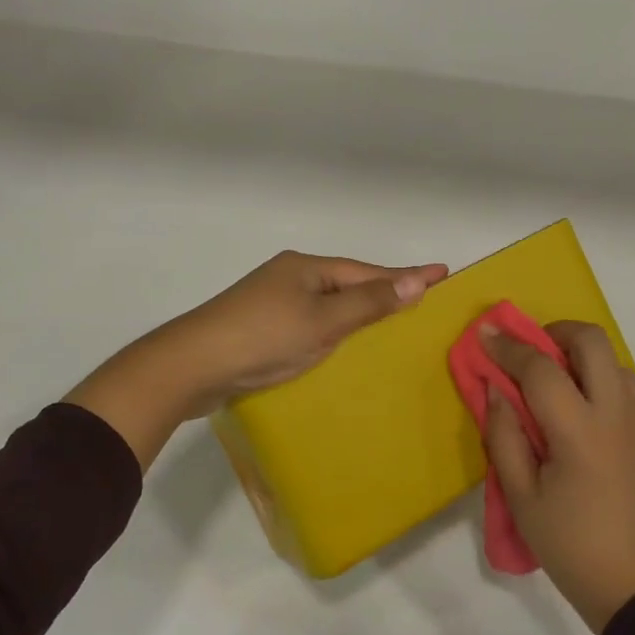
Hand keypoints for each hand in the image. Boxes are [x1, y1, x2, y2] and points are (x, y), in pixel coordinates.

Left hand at [68, 252, 447, 469]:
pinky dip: (333, 331)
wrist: (191, 366)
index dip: (406, 275)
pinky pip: (310, 324)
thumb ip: (368, 303)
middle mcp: (290, 277)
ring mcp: (272, 303)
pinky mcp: (260, 329)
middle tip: (421, 300)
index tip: (443, 272)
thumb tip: (416, 281)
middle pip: (348, 284)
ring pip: (328, 305)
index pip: (368, 271)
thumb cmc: (262, 338)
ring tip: (391, 323)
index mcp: (306, 268)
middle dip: (383, 291)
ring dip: (358, 313)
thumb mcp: (322, 321)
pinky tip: (342, 347)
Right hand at [482, 321, 634, 633]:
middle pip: (591, 341)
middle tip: (528, 352)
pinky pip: (625, 383)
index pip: (540, 368)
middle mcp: (615, 412)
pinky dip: (599, 375)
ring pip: (613, 358)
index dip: (508, 347)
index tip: (484, 333)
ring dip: (579, 354)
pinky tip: (580, 404)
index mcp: (579, 430)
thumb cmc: (572, 545)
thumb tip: (495, 390)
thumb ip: (504, 437)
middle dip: (554, 332)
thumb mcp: (522, 498)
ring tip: (552, 380)